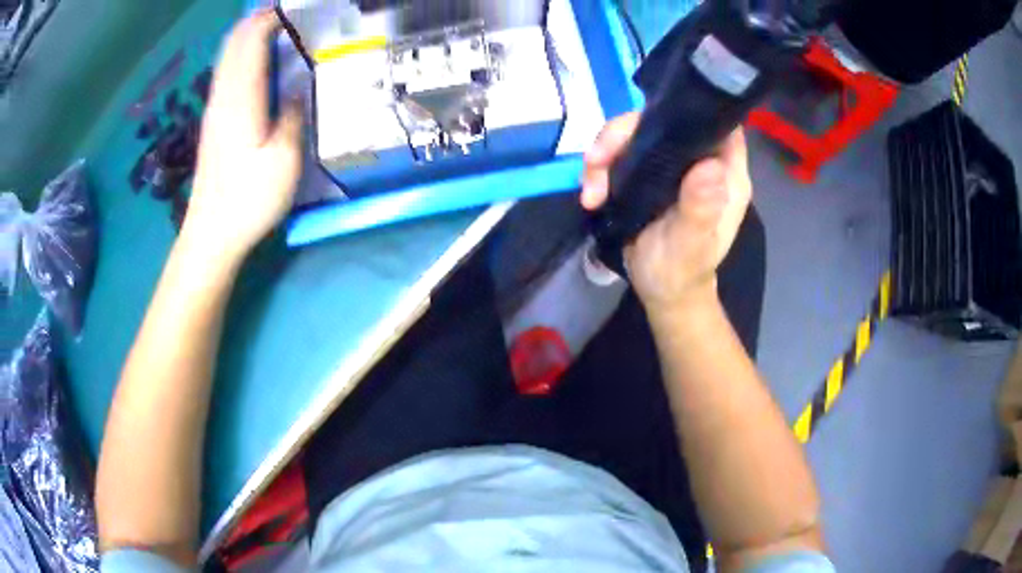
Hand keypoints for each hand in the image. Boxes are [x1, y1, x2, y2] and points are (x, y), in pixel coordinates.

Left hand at [183, 10, 303, 264]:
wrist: (211, 233)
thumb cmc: (249, 199)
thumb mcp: (284, 160)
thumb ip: (292, 116)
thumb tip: (295, 88)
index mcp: (242, 98)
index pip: (252, 39)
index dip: (273, 17)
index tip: (298, 9)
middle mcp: (223, 95)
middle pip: (235, 40)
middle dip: (259, 18)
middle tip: (289, 13)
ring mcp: (215, 107)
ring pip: (228, 54)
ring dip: (249, 33)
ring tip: (277, 26)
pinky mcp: (213, 121)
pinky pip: (226, 71)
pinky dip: (242, 53)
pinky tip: (258, 59)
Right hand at [581, 112, 751, 314]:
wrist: (662, 290)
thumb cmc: (685, 270)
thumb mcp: (693, 244)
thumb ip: (702, 208)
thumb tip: (709, 165)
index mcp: (725, 172)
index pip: (715, 123)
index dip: (690, 108)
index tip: (657, 113)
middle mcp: (700, 159)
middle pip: (664, 120)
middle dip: (625, 133)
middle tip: (597, 159)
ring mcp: (671, 164)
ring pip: (635, 134)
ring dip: (604, 153)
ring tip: (590, 191)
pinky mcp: (646, 172)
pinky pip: (619, 153)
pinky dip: (599, 168)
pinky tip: (590, 194)